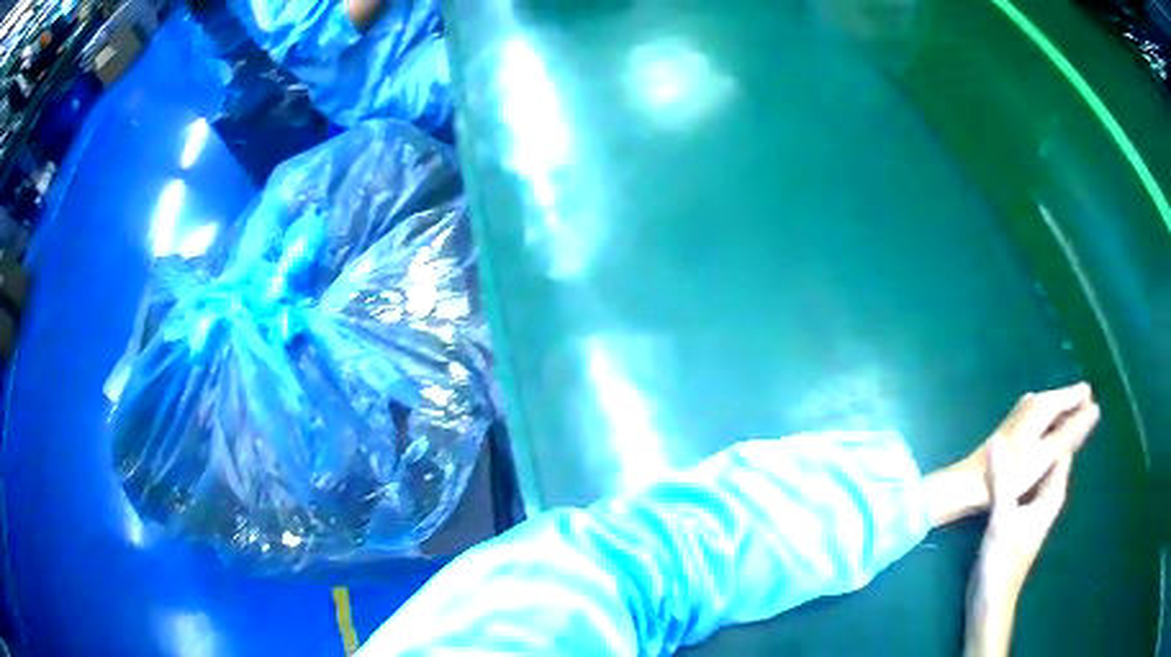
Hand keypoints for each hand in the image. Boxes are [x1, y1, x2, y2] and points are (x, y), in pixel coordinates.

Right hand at [962, 388, 1097, 656]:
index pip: (1063, 450)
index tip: (1060, 396)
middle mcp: (1046, 498)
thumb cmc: (1003, 564)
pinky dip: (1021, 469)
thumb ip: (1001, 483)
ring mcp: (1032, 510)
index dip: (1064, 426)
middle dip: (1050, 433)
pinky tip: (1008, 464)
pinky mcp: (1019, 519)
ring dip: (1035, 451)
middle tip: (1041, 402)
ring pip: (1039, 471)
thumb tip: (997, 441)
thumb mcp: (1002, 521)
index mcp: (1051, 494)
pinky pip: (1025, 484)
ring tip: (1024, 426)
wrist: (990, 603)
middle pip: (1052, 458)